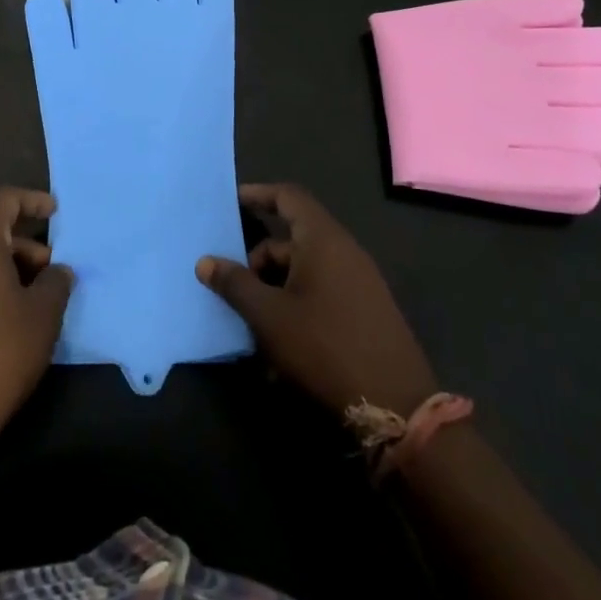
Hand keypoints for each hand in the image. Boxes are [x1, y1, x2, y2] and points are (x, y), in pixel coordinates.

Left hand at [0, 188, 72, 455]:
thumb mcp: (43, 315)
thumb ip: (56, 282)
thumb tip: (57, 271)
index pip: (3, 200)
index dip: (32, 200)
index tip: (54, 211)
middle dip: (23, 247)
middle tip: (50, 274)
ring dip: (2, 270)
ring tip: (30, 301)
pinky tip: (0, 321)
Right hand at [197, 184, 436, 417]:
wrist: (395, 405)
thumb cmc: (324, 346)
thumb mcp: (268, 316)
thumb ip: (235, 284)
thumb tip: (205, 262)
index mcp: (323, 240)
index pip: (289, 197)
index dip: (258, 194)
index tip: (231, 202)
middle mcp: (345, 252)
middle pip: (292, 240)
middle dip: (258, 261)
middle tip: (233, 288)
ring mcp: (359, 283)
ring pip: (304, 272)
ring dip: (274, 290)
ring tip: (252, 327)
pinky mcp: (366, 312)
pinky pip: (322, 294)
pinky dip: (295, 308)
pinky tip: (279, 348)